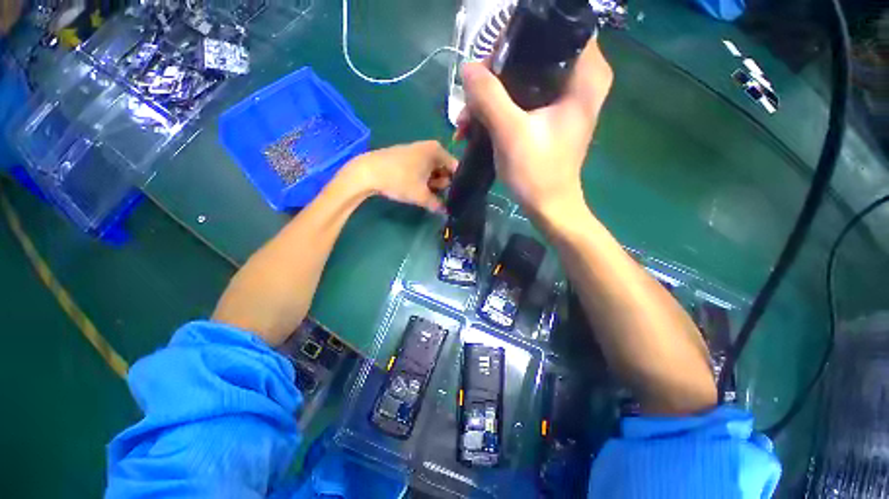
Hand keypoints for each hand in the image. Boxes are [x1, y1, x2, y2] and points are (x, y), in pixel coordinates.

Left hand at [344, 141, 457, 212]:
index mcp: (437, 151)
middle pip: (444, 170)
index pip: (455, 169)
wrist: (368, 172)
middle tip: (434, 196)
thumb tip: (446, 212)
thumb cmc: (400, 180)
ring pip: (432, 171)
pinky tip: (415, 188)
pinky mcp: (407, 157)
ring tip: (423, 194)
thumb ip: (437, 204)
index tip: (453, 198)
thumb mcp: (421, 195)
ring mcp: (417, 151)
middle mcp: (429, 148)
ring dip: (431, 184)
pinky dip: (421, 180)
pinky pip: (421, 169)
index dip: (456, 184)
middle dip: (442, 185)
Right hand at [456, 40, 612, 218]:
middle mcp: (579, 81)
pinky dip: (498, 110)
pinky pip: (520, 100)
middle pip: (533, 55)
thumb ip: (489, 97)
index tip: (490, 62)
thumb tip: (468, 68)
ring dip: (491, 96)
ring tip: (466, 119)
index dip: (518, 41)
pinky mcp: (549, 117)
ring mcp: (563, 100)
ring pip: (522, 79)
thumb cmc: (537, 173)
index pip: (556, 30)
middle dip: (496, 74)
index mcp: (585, 76)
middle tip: (472, 94)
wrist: (548, 206)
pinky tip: (475, 126)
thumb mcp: (511, 133)